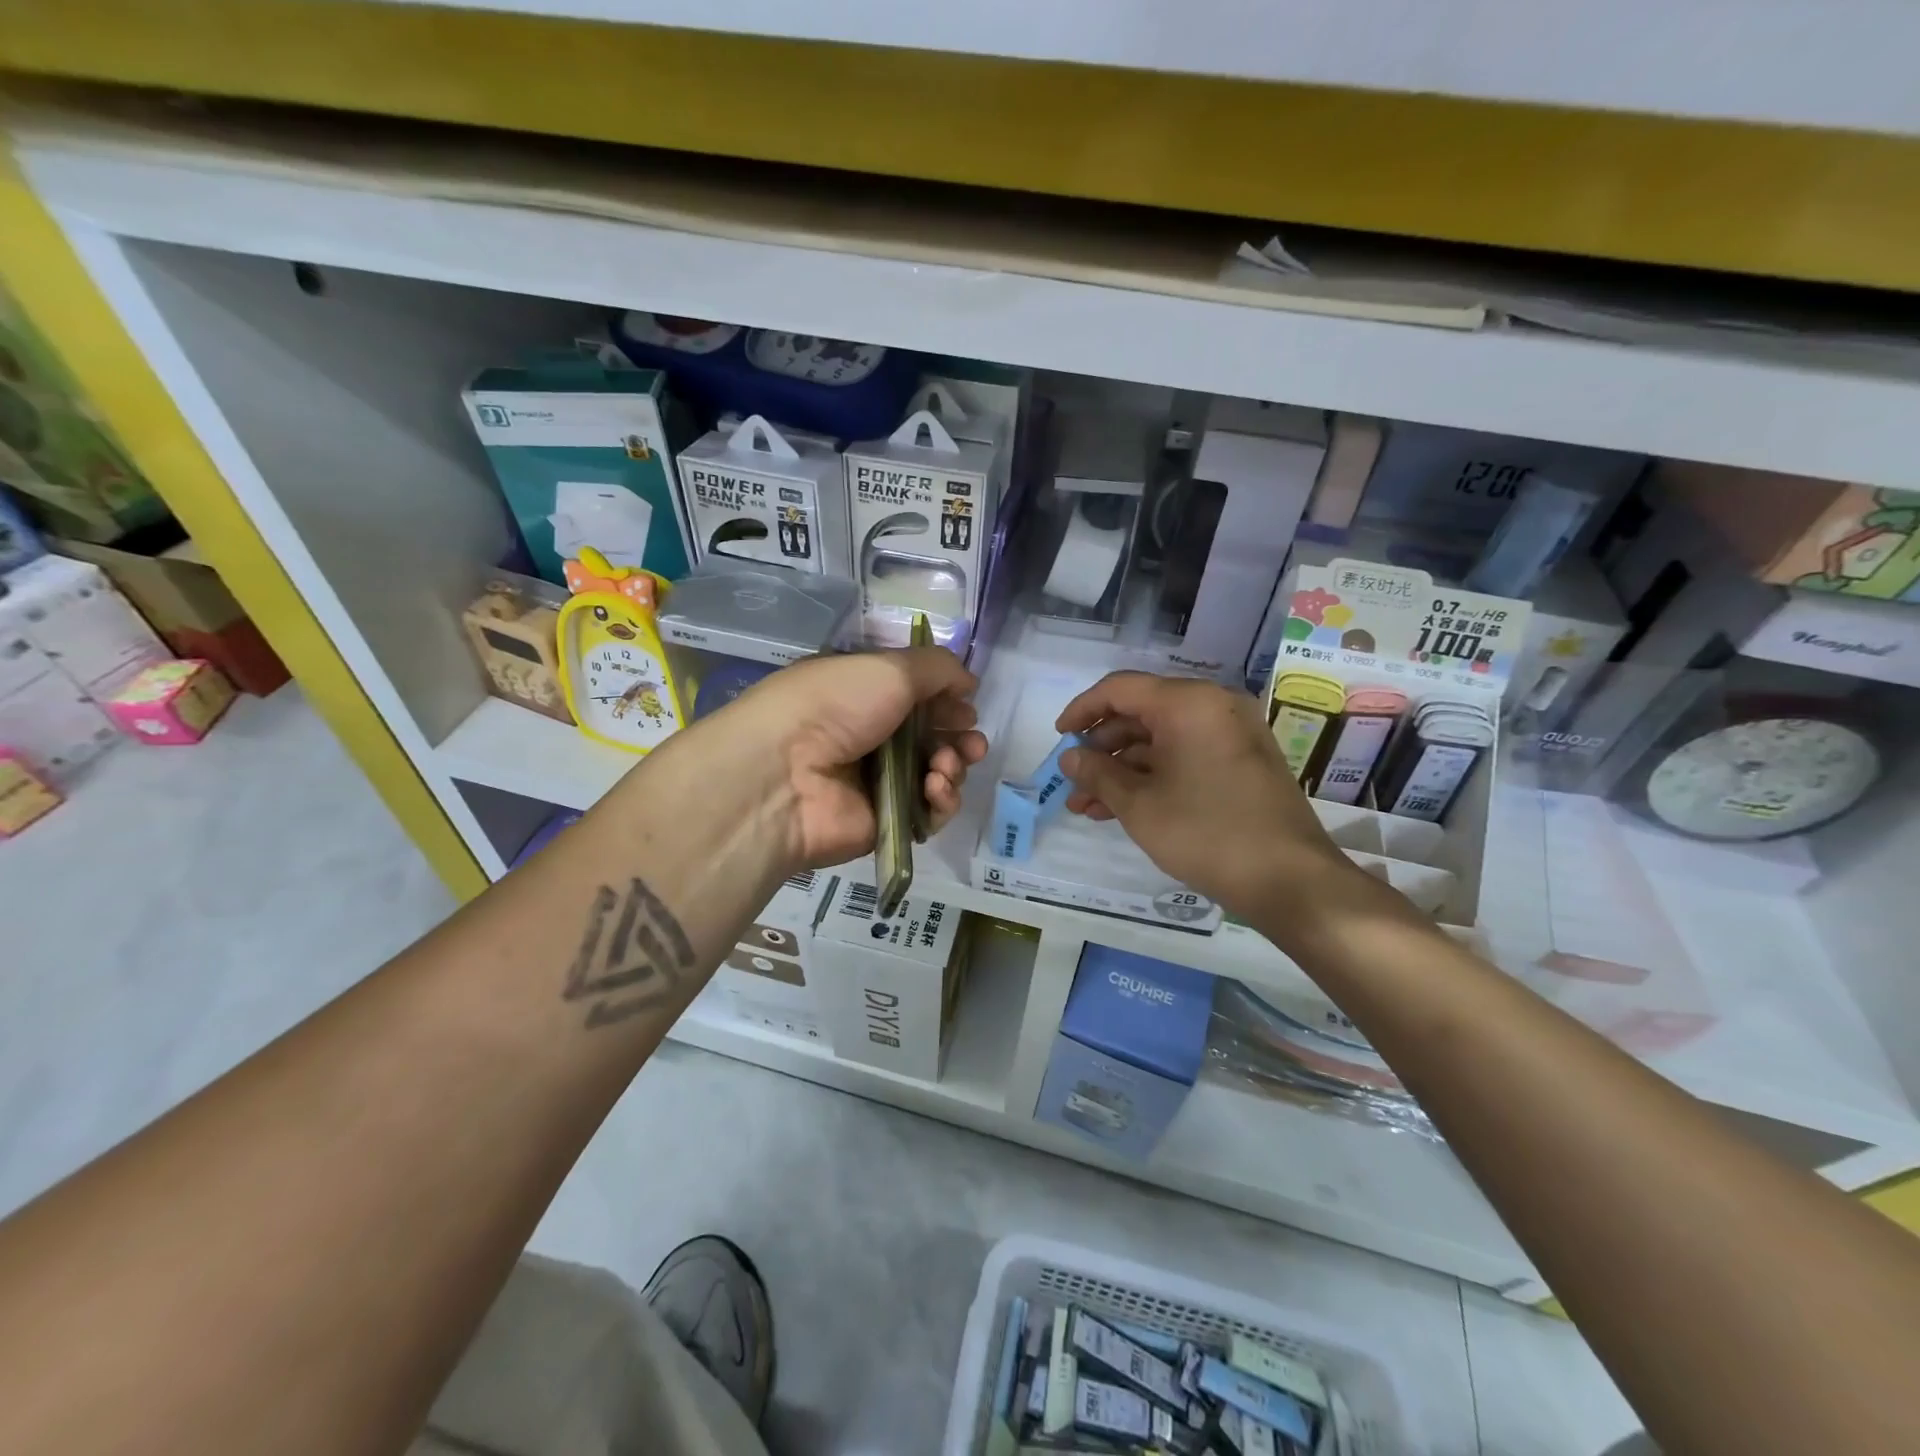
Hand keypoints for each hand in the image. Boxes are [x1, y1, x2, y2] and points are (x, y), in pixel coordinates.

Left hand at [700, 647, 987, 870]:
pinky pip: (929, 812)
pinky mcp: (886, 821)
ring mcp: (878, 782)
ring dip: (953, 766)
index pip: (918, 697)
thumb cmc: (835, 706)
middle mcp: (870, 736)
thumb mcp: (890, 668)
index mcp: (864, 695)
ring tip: (945, 766)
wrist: (785, 776)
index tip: (966, 704)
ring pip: (937, 774)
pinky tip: (935, 788)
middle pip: (933, 738)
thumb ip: (938, 668)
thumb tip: (968, 682)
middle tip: (971, 743)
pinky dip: (941, 800)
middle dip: (960, 738)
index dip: (947, 700)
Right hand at [1056, 671, 1360, 927]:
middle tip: (1072, 782)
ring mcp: (1231, 734)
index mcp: (1188, 702)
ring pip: (1160, 740)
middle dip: (1101, 749)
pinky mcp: (1241, 762)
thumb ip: (1098, 774)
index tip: (1058, 738)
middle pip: (1140, 713)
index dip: (1081, 710)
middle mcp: (1213, 706)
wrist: (1291, 880)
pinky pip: (1185, 756)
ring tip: (1086, 807)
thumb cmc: (1207, 833)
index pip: (1119, 688)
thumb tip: (1070, 758)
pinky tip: (1121, 808)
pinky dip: (1152, 776)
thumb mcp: (1140, 805)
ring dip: (1122, 770)